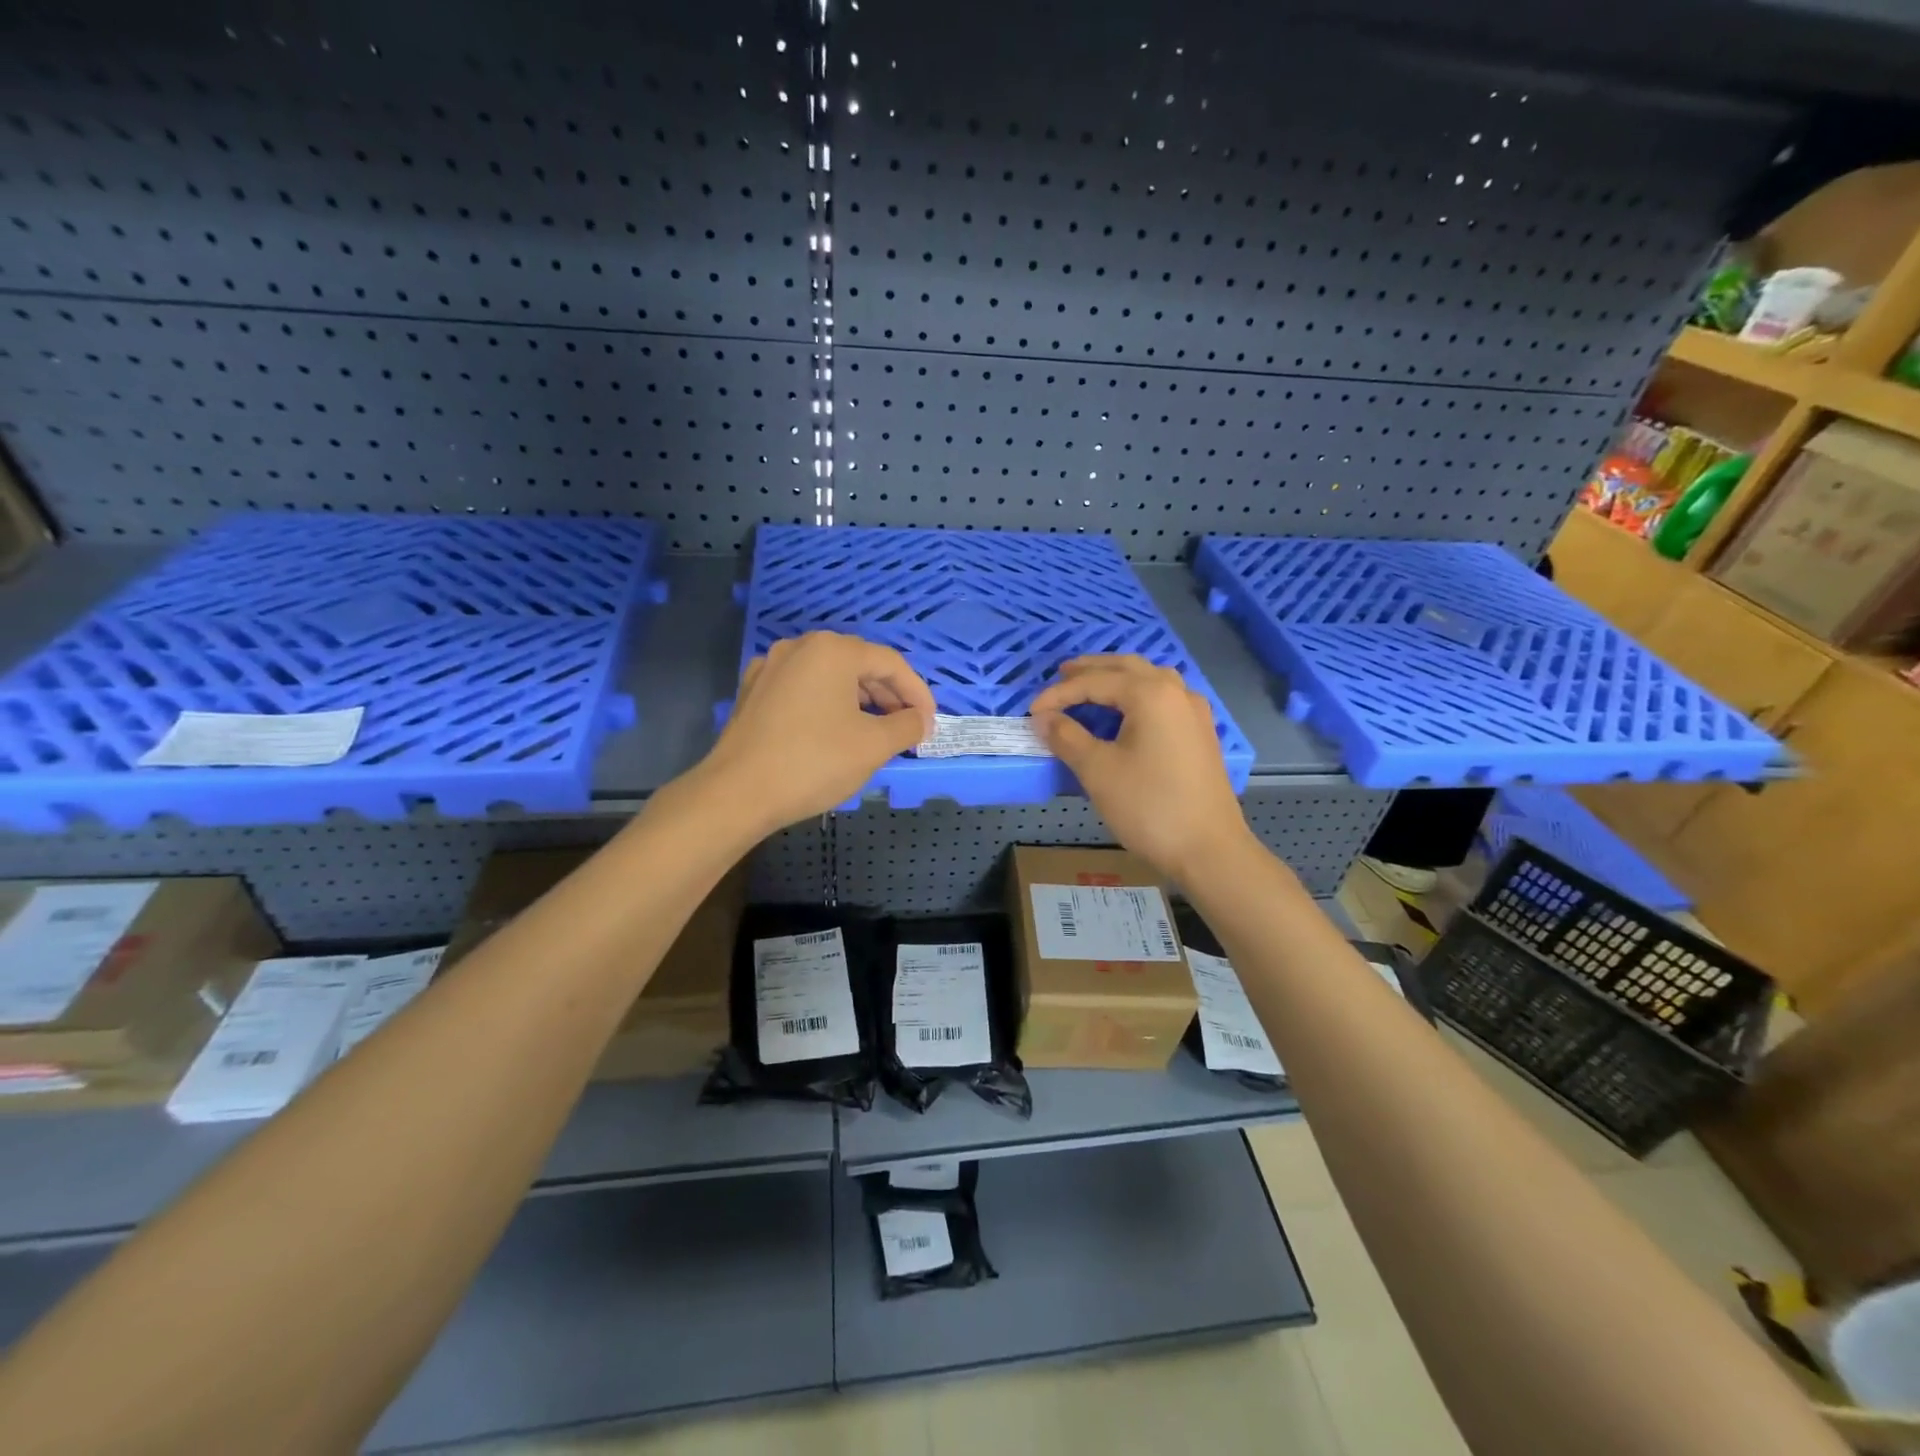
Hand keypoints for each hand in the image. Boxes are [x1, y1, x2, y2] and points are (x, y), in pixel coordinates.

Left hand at [700, 632, 934, 832]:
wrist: (737, 793)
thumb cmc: (814, 763)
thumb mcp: (874, 746)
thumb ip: (907, 726)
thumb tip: (920, 719)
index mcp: (833, 650)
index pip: (890, 664)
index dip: (917, 693)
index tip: (929, 724)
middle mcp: (800, 647)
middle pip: (859, 665)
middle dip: (889, 696)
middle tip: (907, 729)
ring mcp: (771, 667)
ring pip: (829, 677)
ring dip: (860, 702)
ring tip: (876, 733)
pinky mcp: (753, 692)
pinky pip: (803, 690)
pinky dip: (827, 705)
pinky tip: (834, 732)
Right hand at [1030, 656, 1253, 883]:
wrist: (1209, 850)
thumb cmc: (1149, 806)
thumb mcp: (1098, 771)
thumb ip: (1067, 737)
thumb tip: (1043, 718)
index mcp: (1151, 694)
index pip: (1095, 682)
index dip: (1059, 694)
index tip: (1032, 712)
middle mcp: (1176, 692)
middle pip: (1127, 668)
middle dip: (1091, 670)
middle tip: (1061, 675)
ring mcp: (1194, 712)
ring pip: (1150, 679)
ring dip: (1117, 678)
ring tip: (1091, 687)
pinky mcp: (1201, 733)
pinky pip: (1164, 698)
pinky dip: (1137, 695)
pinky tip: (1126, 712)